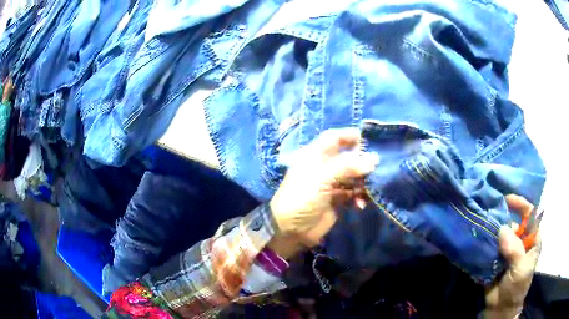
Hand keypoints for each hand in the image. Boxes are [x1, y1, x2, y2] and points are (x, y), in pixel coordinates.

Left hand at [269, 128, 379, 252]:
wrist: (291, 230)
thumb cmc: (302, 198)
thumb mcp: (322, 178)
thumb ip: (348, 167)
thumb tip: (374, 159)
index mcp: (315, 155)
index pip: (334, 138)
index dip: (349, 135)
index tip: (369, 139)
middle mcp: (324, 167)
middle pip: (348, 157)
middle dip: (363, 161)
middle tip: (378, 166)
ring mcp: (331, 184)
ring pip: (353, 176)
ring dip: (363, 181)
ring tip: (371, 188)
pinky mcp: (337, 201)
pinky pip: (353, 194)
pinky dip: (359, 197)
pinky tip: (361, 204)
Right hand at [484, 195, 540, 318]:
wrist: (500, 309)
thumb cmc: (517, 288)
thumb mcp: (520, 270)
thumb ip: (515, 250)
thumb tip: (502, 229)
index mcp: (531, 239)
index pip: (529, 214)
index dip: (520, 204)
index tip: (506, 200)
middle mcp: (519, 241)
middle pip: (512, 223)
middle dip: (501, 218)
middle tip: (487, 213)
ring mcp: (506, 250)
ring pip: (499, 234)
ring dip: (490, 230)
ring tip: (478, 225)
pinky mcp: (494, 259)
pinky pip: (488, 247)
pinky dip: (482, 244)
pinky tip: (475, 239)